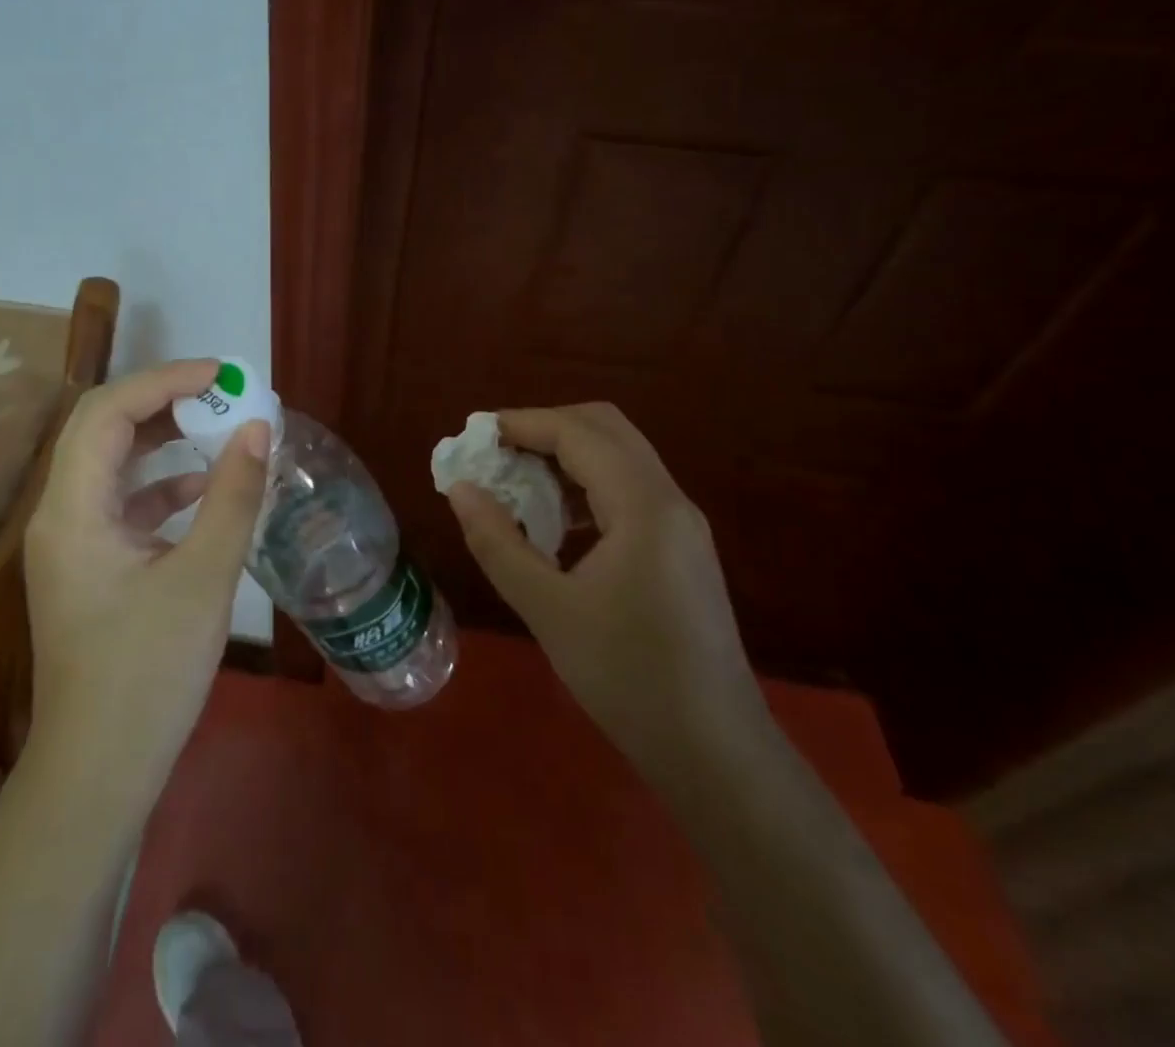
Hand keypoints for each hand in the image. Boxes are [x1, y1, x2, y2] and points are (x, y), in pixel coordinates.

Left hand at [24, 359, 270, 794]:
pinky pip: (122, 502)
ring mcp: (72, 542)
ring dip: (161, 439)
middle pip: (101, 428)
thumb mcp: (203, 579)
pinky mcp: (90, 566)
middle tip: (221, 394)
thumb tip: (259, 428)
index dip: (164, 380)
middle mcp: (60, 514)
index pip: (106, 412)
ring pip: (111, 463)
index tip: (222, 375)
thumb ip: (232, 496)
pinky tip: (203, 489)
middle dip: (161, 401)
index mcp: (72, 510)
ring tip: (218, 427)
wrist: (98, 772)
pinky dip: (161, 484)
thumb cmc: (147, 675)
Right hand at [447, 403, 764, 773]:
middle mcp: (670, 500)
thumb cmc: (627, 677)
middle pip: (606, 428)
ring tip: (517, 481)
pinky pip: (630, 489)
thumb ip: (498, 542)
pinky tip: (555, 521)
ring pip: (620, 456)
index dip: (523, 423)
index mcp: (643, 506)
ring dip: (567, 454)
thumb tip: (460, 489)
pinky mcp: (682, 548)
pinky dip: (587, 483)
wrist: (714, 751)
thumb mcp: (546, 608)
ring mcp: (682, 524)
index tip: (475, 435)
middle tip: (497, 452)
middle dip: (547, 428)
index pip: (578, 433)